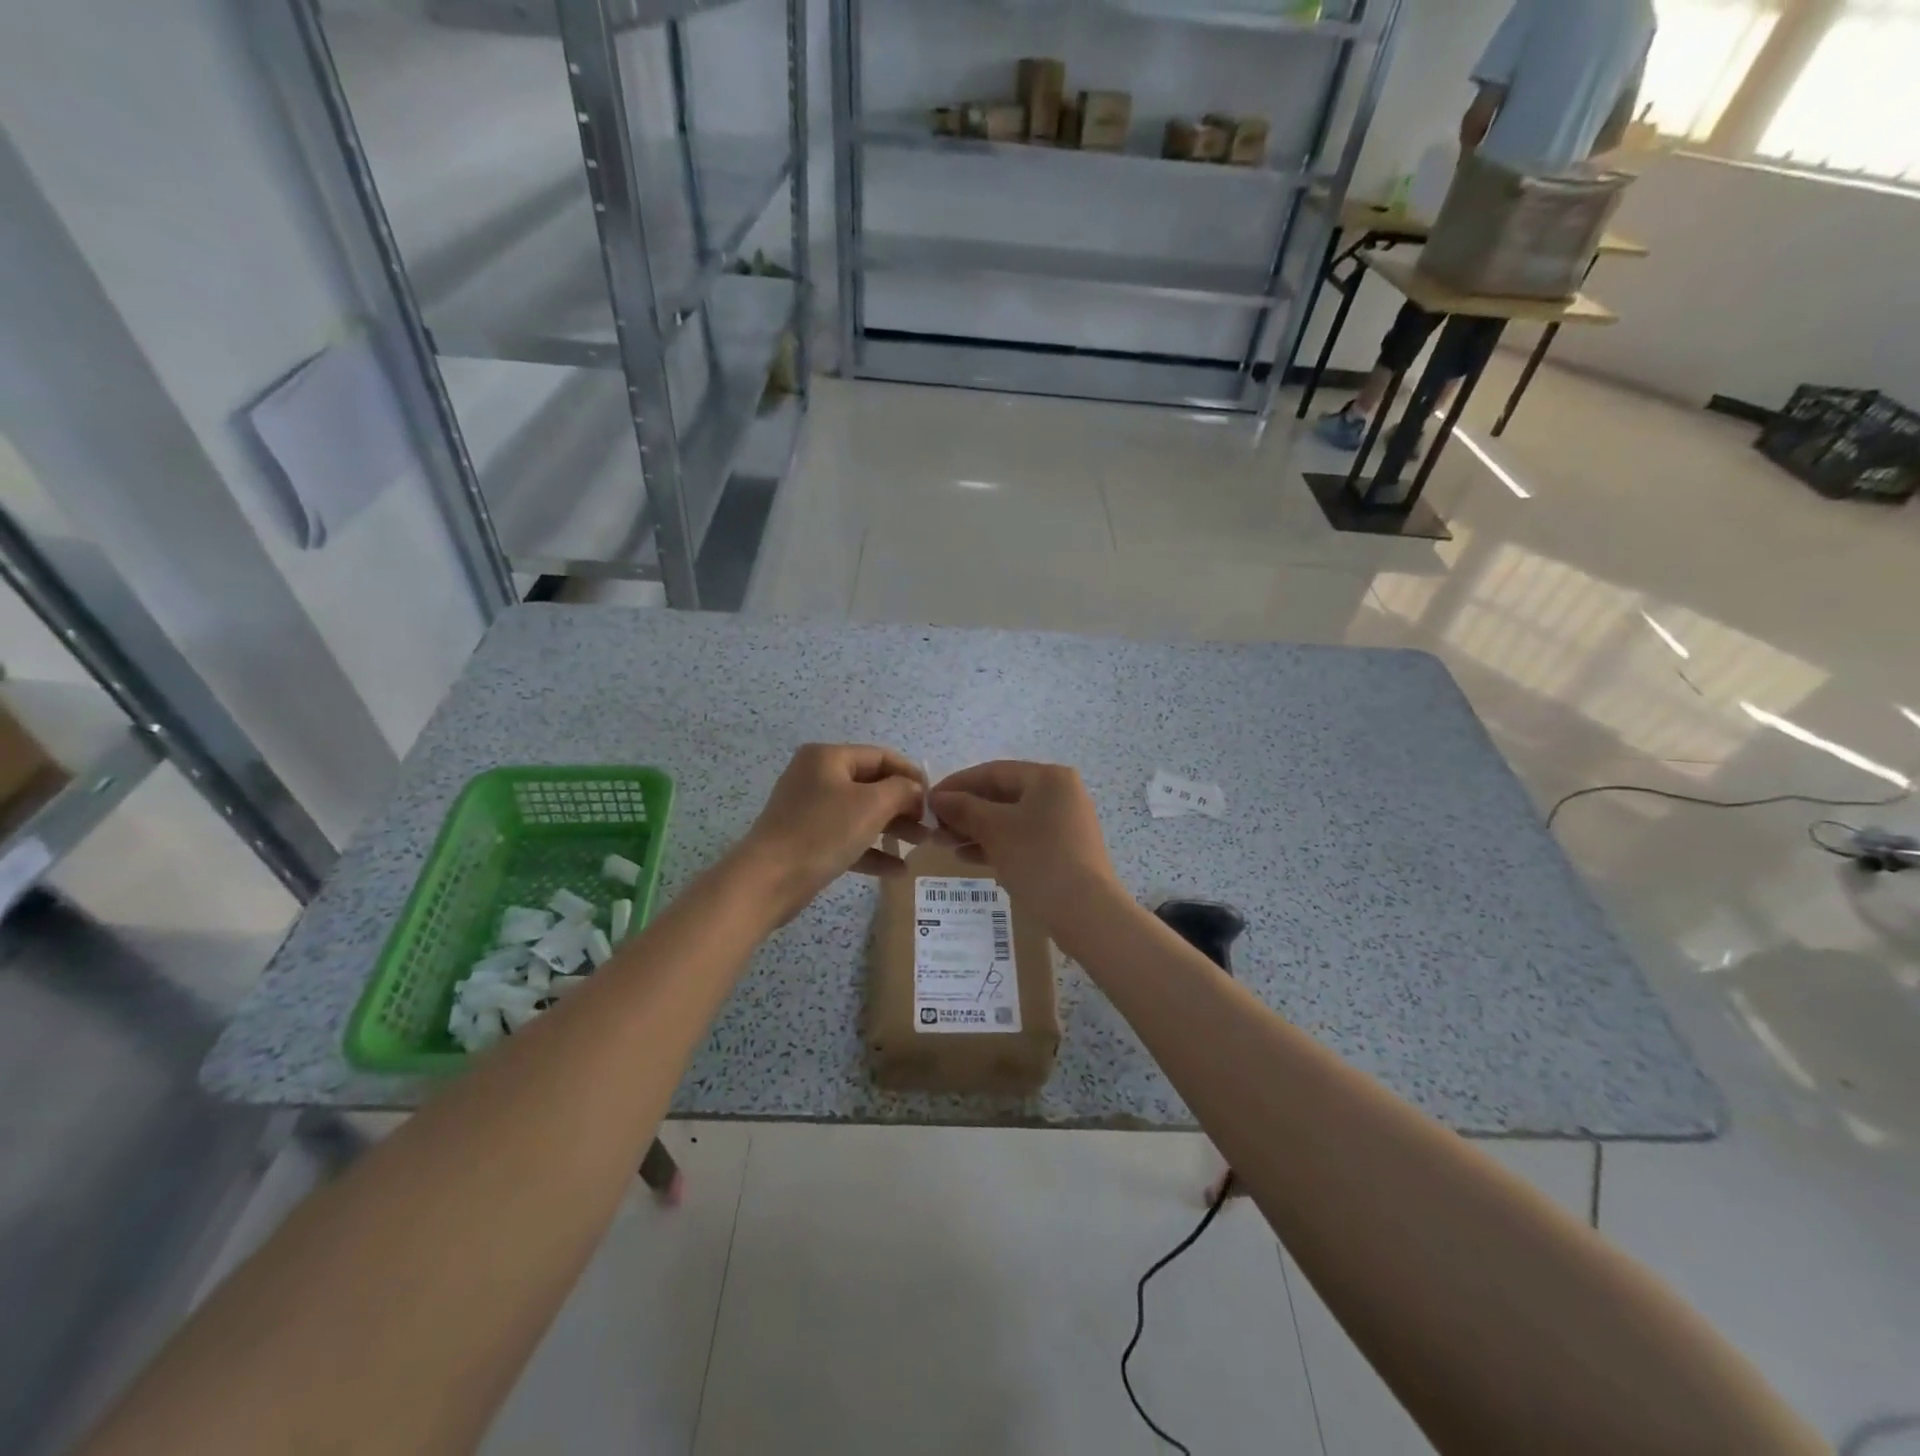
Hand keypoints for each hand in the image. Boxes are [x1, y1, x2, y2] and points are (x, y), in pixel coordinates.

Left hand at [731, 744, 926, 924]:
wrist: (768, 880)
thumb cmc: (823, 832)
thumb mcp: (871, 805)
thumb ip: (902, 791)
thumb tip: (915, 791)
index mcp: (828, 757)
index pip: (881, 757)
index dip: (911, 775)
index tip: (935, 798)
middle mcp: (817, 776)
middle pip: (872, 785)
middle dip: (904, 805)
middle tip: (930, 825)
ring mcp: (810, 809)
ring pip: (861, 813)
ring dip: (892, 828)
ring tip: (920, 846)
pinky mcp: (807, 840)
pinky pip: (847, 838)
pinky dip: (872, 850)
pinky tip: (897, 870)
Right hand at [928, 761, 1117, 912]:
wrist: (1087, 913)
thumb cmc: (1039, 859)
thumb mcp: (995, 830)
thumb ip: (964, 809)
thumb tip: (938, 798)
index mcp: (1048, 778)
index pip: (993, 772)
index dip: (957, 784)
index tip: (927, 801)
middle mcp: (1060, 793)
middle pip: (1002, 795)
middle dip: (965, 810)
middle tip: (933, 827)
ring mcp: (1064, 823)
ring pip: (1010, 819)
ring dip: (975, 829)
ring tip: (943, 844)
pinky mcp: (1063, 850)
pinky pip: (1021, 839)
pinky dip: (995, 844)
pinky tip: (966, 857)